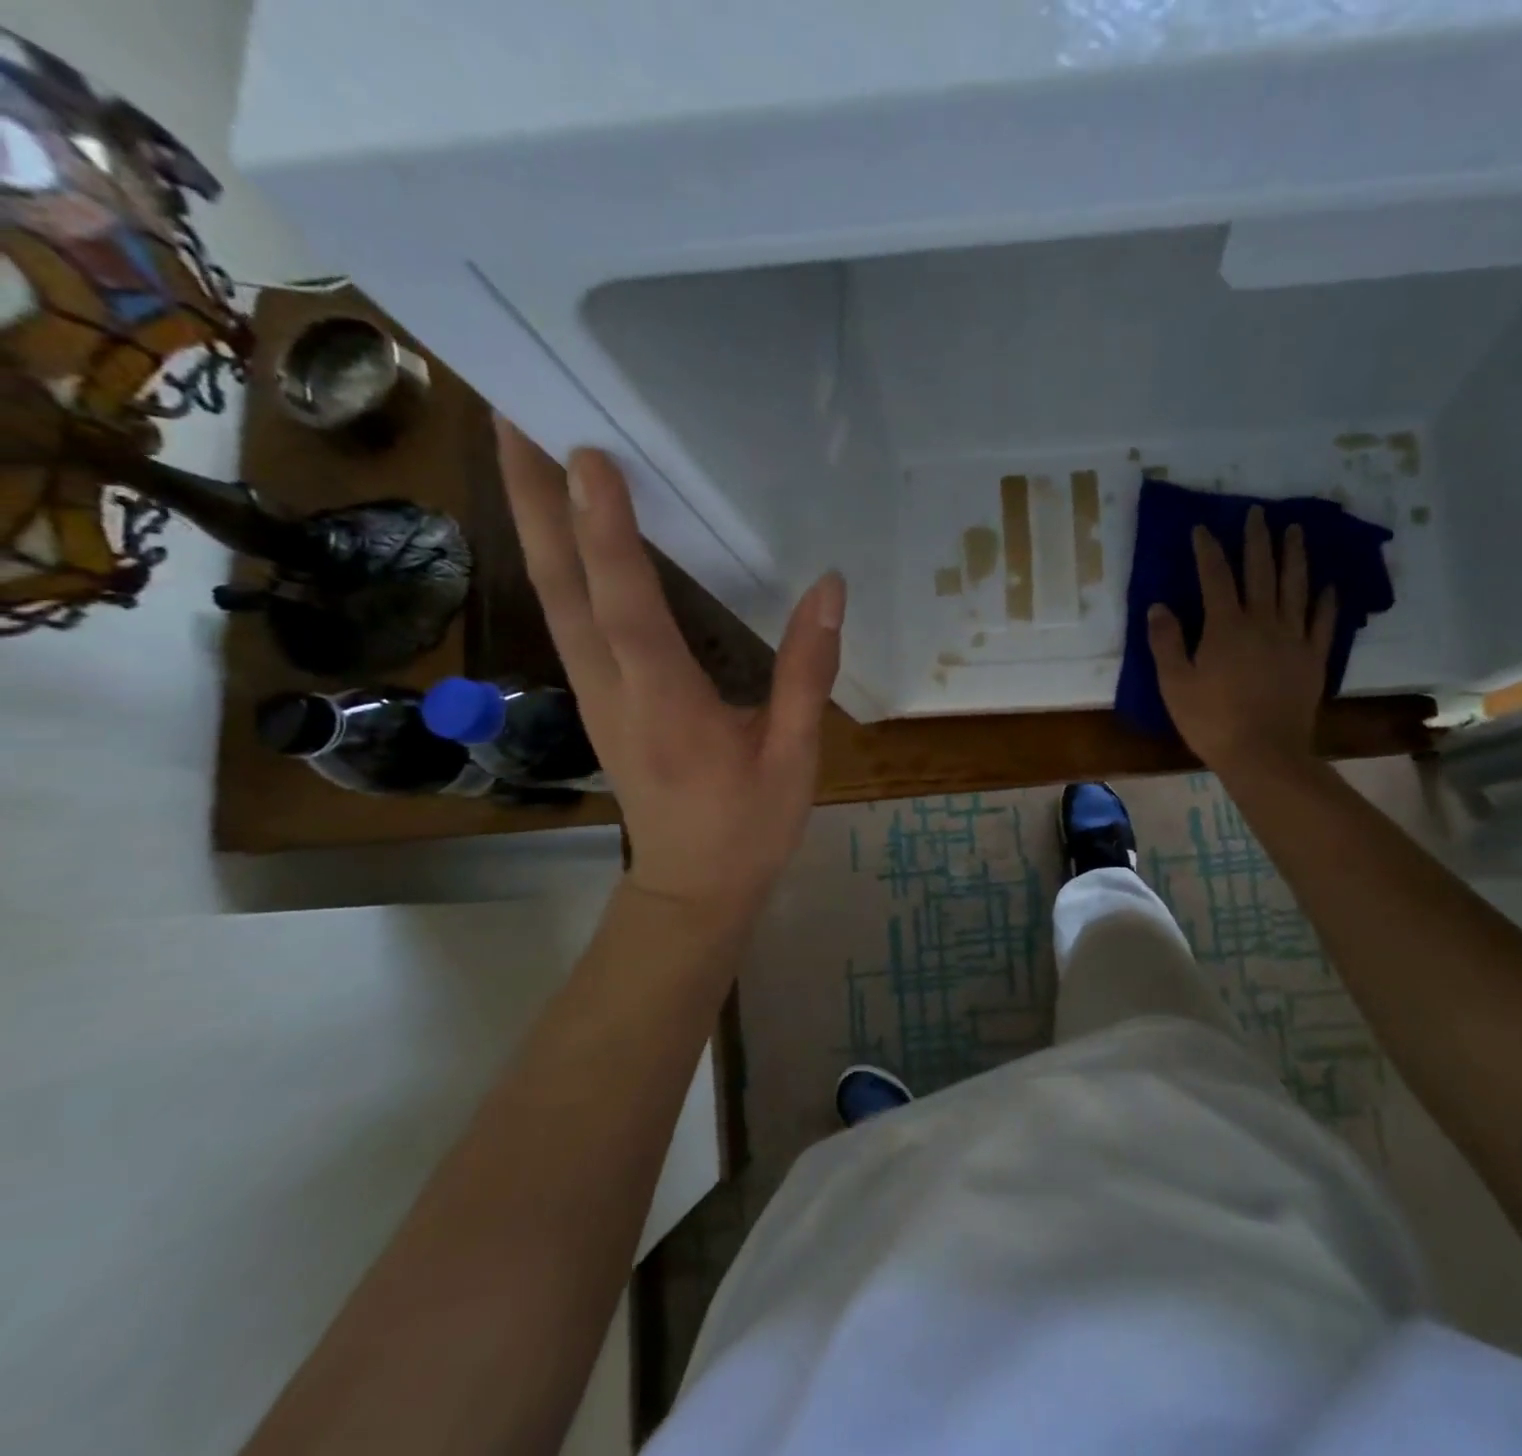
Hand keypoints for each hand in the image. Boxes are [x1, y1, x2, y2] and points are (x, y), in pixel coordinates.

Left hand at [496, 421, 842, 922]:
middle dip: (531, 499)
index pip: (626, 606)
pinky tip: (561, 527)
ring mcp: (594, 692)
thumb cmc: (748, 826)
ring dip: (532, 520)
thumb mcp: (793, 755)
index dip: (606, 531)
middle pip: (558, 586)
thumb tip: (829, 588)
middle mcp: (612, 688)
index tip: (589, 454)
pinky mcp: (597, 696)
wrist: (691, 887)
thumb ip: (806, 671)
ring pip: (552, 597)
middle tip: (512, 413)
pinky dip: (556, 560)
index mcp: (664, 703)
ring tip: (523, 447)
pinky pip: (567, 616)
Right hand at [1147, 507, 1335, 775]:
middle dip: (1257, 539)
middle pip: (1260, 572)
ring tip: (1296, 530)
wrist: (1264, 753)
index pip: (1215, 577)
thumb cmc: (1212, 721)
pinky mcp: (1313, 658)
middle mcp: (1263, 622)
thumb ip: (1167, 642)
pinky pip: (1323, 622)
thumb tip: (1159, 606)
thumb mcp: (1175, 684)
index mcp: (1226, 627)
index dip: (1208, 550)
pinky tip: (1329, 585)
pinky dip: (1326, 601)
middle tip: (1257, 512)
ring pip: (1296, 587)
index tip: (1202, 527)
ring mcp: (1293, 638)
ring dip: (1294, 556)